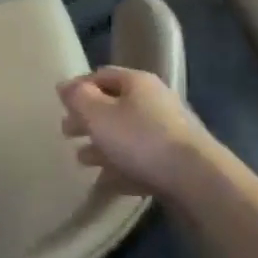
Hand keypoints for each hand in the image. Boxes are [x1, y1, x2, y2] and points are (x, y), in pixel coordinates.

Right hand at [59, 67, 224, 199]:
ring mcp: (168, 132)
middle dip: (89, 119)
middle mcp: (155, 101)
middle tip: (67, 133)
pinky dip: (121, 168)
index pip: (101, 75)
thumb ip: (77, 98)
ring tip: (82, 160)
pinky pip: (140, 160)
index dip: (79, 88)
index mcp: (137, 82)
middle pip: (114, 105)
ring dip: (102, 146)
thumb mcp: (98, 114)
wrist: (196, 179)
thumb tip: (64, 85)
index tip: (61, 105)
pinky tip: (106, 182)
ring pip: (127, 135)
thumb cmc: (140, 138)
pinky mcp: (175, 162)